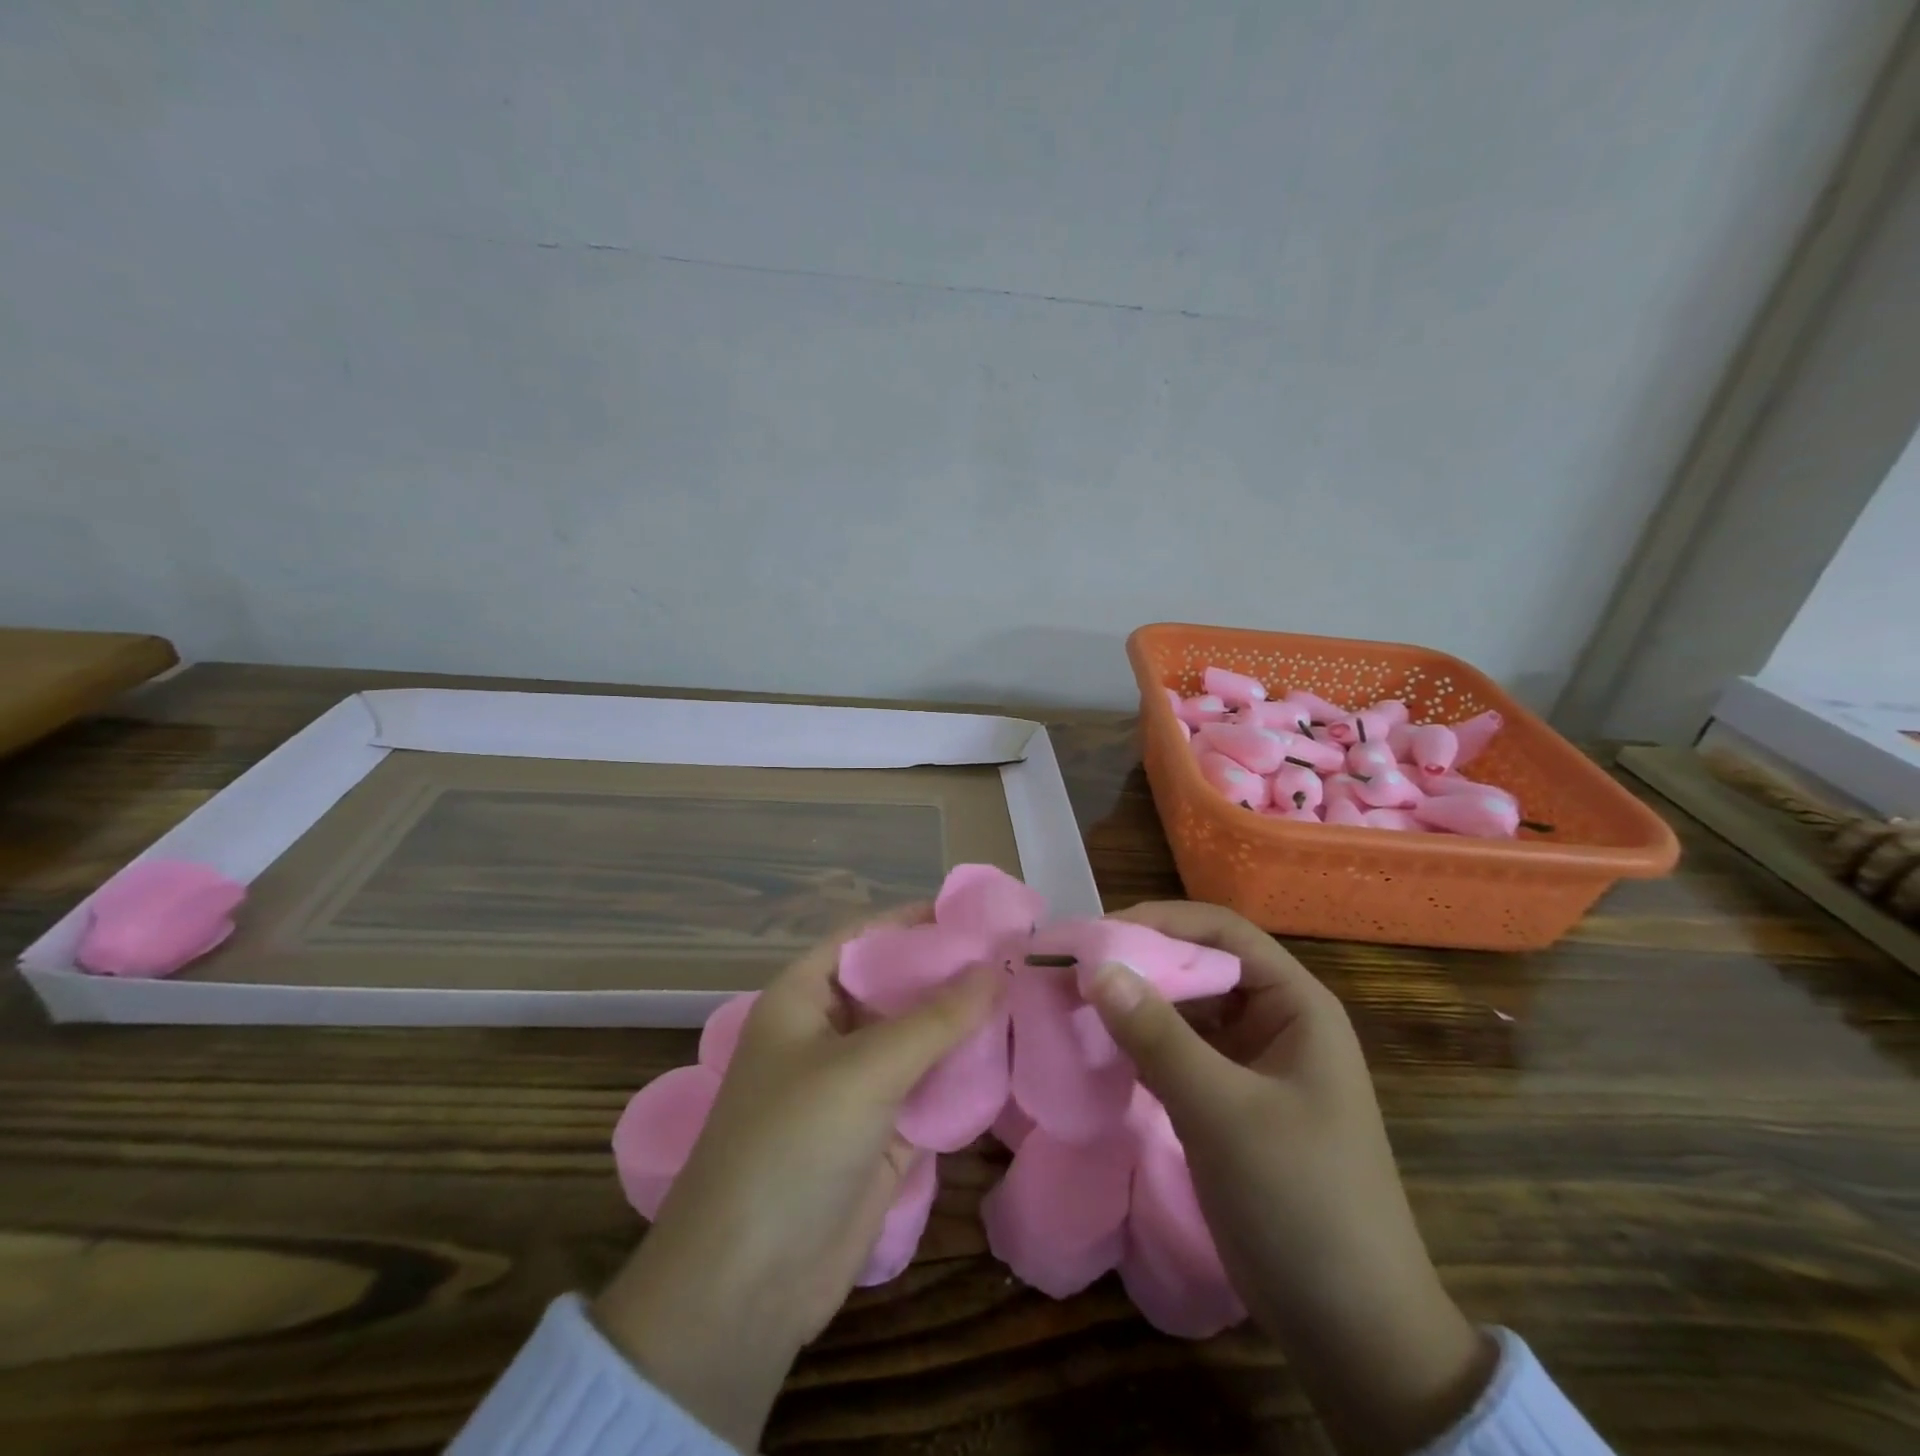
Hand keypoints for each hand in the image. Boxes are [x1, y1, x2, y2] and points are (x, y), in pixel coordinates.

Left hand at [594, 907, 1001, 1450]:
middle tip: (1016, 956)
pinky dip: (963, 1075)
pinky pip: (929, 1088)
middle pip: (898, 987)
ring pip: (918, 1039)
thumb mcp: (865, 1068)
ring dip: (963, 1024)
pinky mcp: (882, 1133)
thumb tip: (997, 967)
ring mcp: (856, 1085)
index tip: (978, 913)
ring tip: (1025, 996)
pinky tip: (1009, 1055)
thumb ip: (936, 1017)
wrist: (748, 1286)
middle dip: (950, 974)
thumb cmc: (793, 1145)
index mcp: (804, 998)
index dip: (916, 922)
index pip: (866, 938)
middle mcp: (830, 1032)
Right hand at [1086, 902, 1496, 1455]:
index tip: (1096, 935)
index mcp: (1296, 1005)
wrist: (1353, 1332)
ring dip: (1134, 1005)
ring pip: (1184, 1011)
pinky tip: (1098, 1048)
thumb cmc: (1302, 1202)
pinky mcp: (1229, 1103)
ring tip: (1073, 1003)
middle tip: (1072, 969)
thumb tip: (1095, 966)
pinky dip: (1139, 1045)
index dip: (1160, 921)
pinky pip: (1178, 1053)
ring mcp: (1251, 1064)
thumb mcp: (1224, 1112)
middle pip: (1199, 966)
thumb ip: (1158, 1036)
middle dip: (1138, 963)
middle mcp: (1275, 1022)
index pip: (1222, 931)